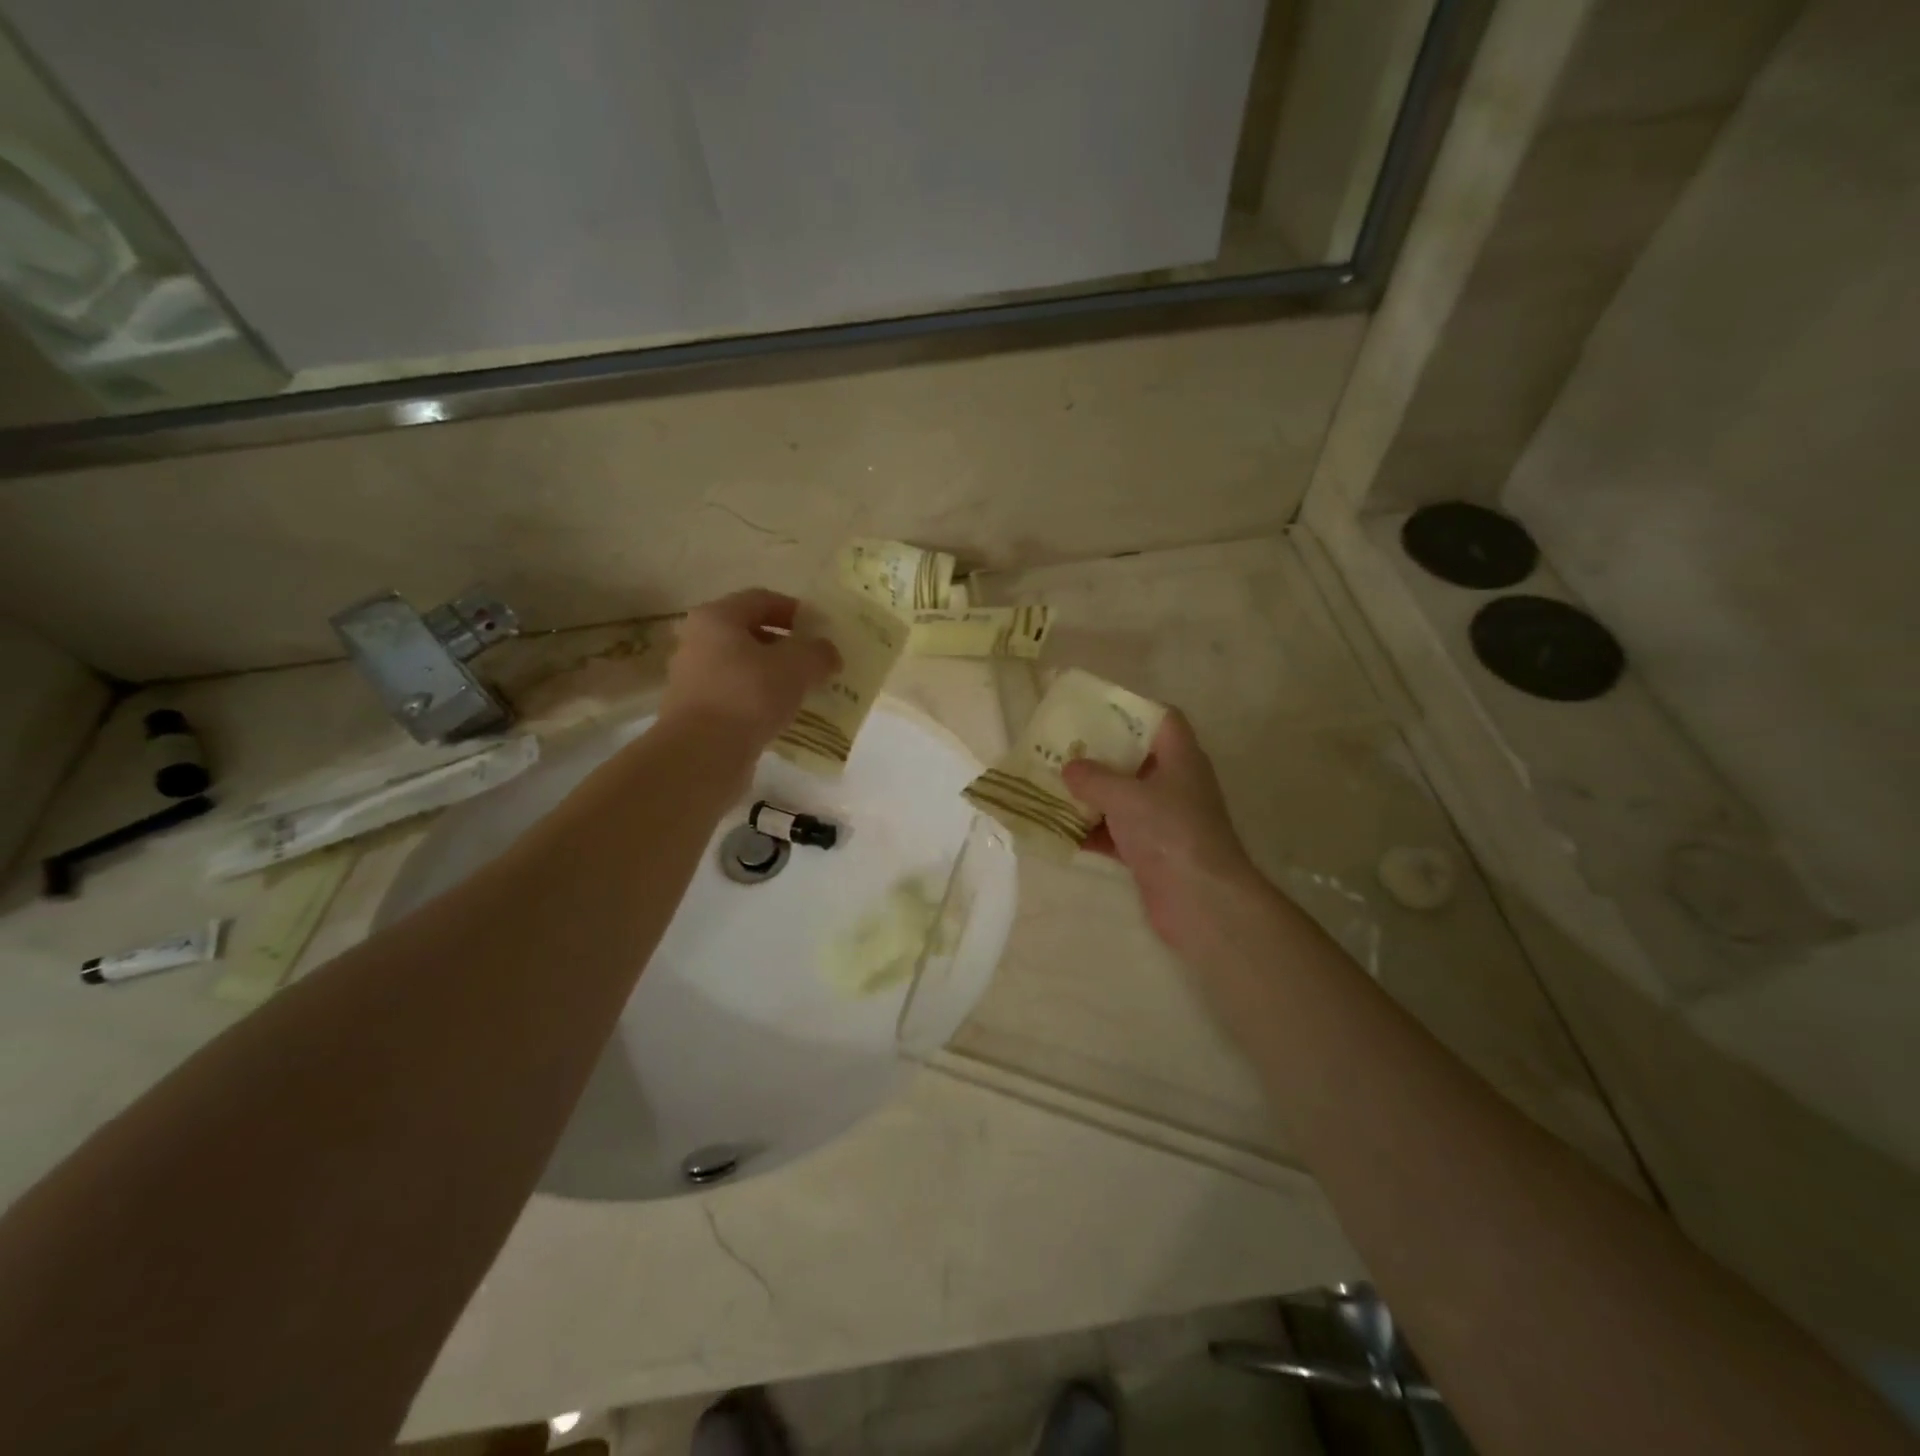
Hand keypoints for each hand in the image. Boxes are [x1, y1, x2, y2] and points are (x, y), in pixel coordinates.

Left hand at [660, 589, 839, 746]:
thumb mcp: (797, 666)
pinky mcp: (697, 712)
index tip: (821, 629)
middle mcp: (698, 642)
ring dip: (774, 676)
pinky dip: (760, 701)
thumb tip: (828, 653)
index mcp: (717, 618)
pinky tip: (782, 716)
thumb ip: (818, 653)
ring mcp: (693, 679)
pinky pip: (736, 696)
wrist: (702, 754)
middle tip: (816, 662)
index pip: (761, 600)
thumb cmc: (749, 695)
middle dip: (785, 646)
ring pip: (743, 668)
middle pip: (750, 634)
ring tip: (804, 691)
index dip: (795, 610)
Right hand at [1062, 710, 1267, 957]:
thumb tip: (1069, 768)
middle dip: (1099, 755)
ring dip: (1090, 795)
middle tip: (1063, 749)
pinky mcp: (1150, 853)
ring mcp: (1163, 821)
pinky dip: (1091, 832)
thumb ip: (1094, 778)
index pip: (1164, 719)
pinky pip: (1115, 834)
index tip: (1096, 711)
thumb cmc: (1170, 833)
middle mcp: (1175, 785)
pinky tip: (1059, 831)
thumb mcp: (1127, 797)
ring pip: (1122, 798)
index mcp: (1180, 759)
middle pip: (1135, 759)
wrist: (1201, 901)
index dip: (1134, 710)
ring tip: (1052, 786)